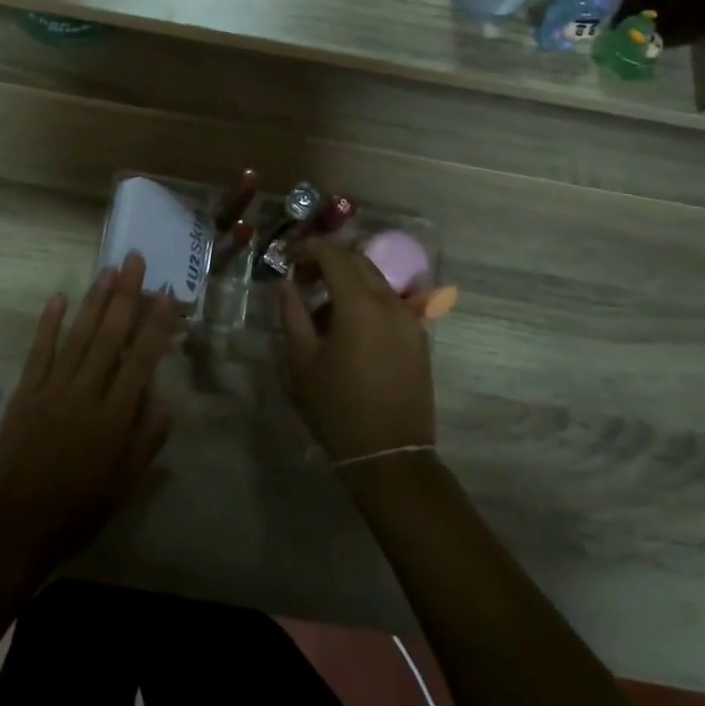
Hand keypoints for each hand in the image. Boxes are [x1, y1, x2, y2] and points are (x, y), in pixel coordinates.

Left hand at [0, 253, 178, 578]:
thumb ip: (147, 439)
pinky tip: (58, 298)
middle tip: (135, 259)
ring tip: (107, 270)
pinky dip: (48, 324)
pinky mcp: (25, 393)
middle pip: (110, 337)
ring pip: (78, 337)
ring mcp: (52, 390)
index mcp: (114, 418)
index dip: (156, 325)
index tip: (166, 293)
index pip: (141, 360)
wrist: (15, 528)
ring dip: (94, 301)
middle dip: (125, 296)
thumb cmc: (78, 510)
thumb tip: (167, 399)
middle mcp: (86, 395)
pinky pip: (39, 352)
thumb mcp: (124, 484)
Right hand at [279, 238, 435, 463]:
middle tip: (302, 277)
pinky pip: (390, 303)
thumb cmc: (337, 407)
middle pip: (359, 262)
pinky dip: (367, 300)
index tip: (290, 256)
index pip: (334, 256)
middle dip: (329, 260)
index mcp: (360, 304)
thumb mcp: (302, 360)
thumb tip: (285, 284)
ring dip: (349, 281)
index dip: (310, 248)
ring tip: (322, 306)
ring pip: (377, 281)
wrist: (390, 456)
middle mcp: (390, 303)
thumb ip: (292, 313)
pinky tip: (348, 327)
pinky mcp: (419, 339)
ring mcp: (410, 320)